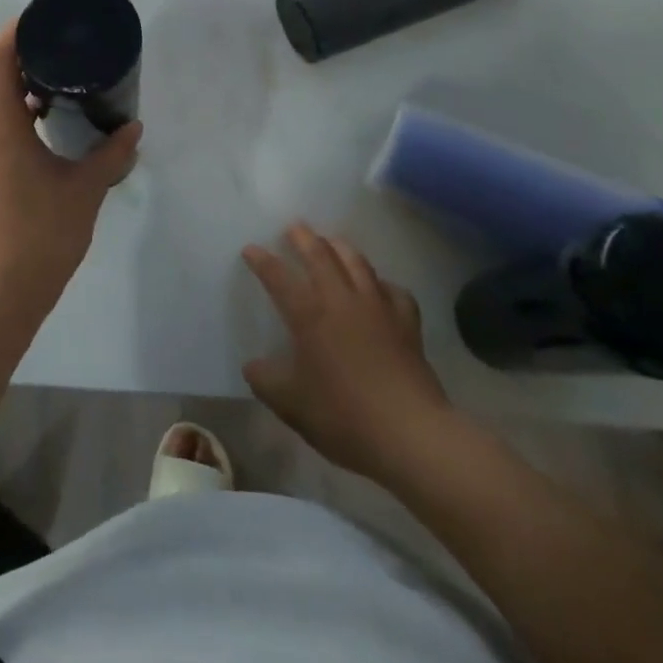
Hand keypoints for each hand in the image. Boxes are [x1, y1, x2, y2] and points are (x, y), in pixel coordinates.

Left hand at [0, 23, 140, 315]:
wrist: (3, 291)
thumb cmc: (42, 235)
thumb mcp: (85, 191)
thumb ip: (112, 155)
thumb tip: (134, 128)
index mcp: (1, 127)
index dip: (17, 29)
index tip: (45, 17)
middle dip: (27, 52)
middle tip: (66, 42)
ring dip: (24, 82)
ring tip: (64, 74)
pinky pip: (1, 121)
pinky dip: (22, 109)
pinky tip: (53, 118)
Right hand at [243, 224, 455, 483]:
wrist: (411, 435)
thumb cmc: (344, 416)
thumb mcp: (291, 404)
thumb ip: (266, 381)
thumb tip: (253, 366)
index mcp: (309, 315)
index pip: (278, 277)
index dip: (262, 260)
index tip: (250, 248)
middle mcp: (341, 301)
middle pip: (321, 256)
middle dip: (304, 238)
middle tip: (294, 227)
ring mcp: (378, 309)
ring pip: (358, 263)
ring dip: (341, 247)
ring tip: (332, 240)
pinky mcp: (407, 325)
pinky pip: (394, 291)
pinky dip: (382, 283)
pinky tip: (379, 287)